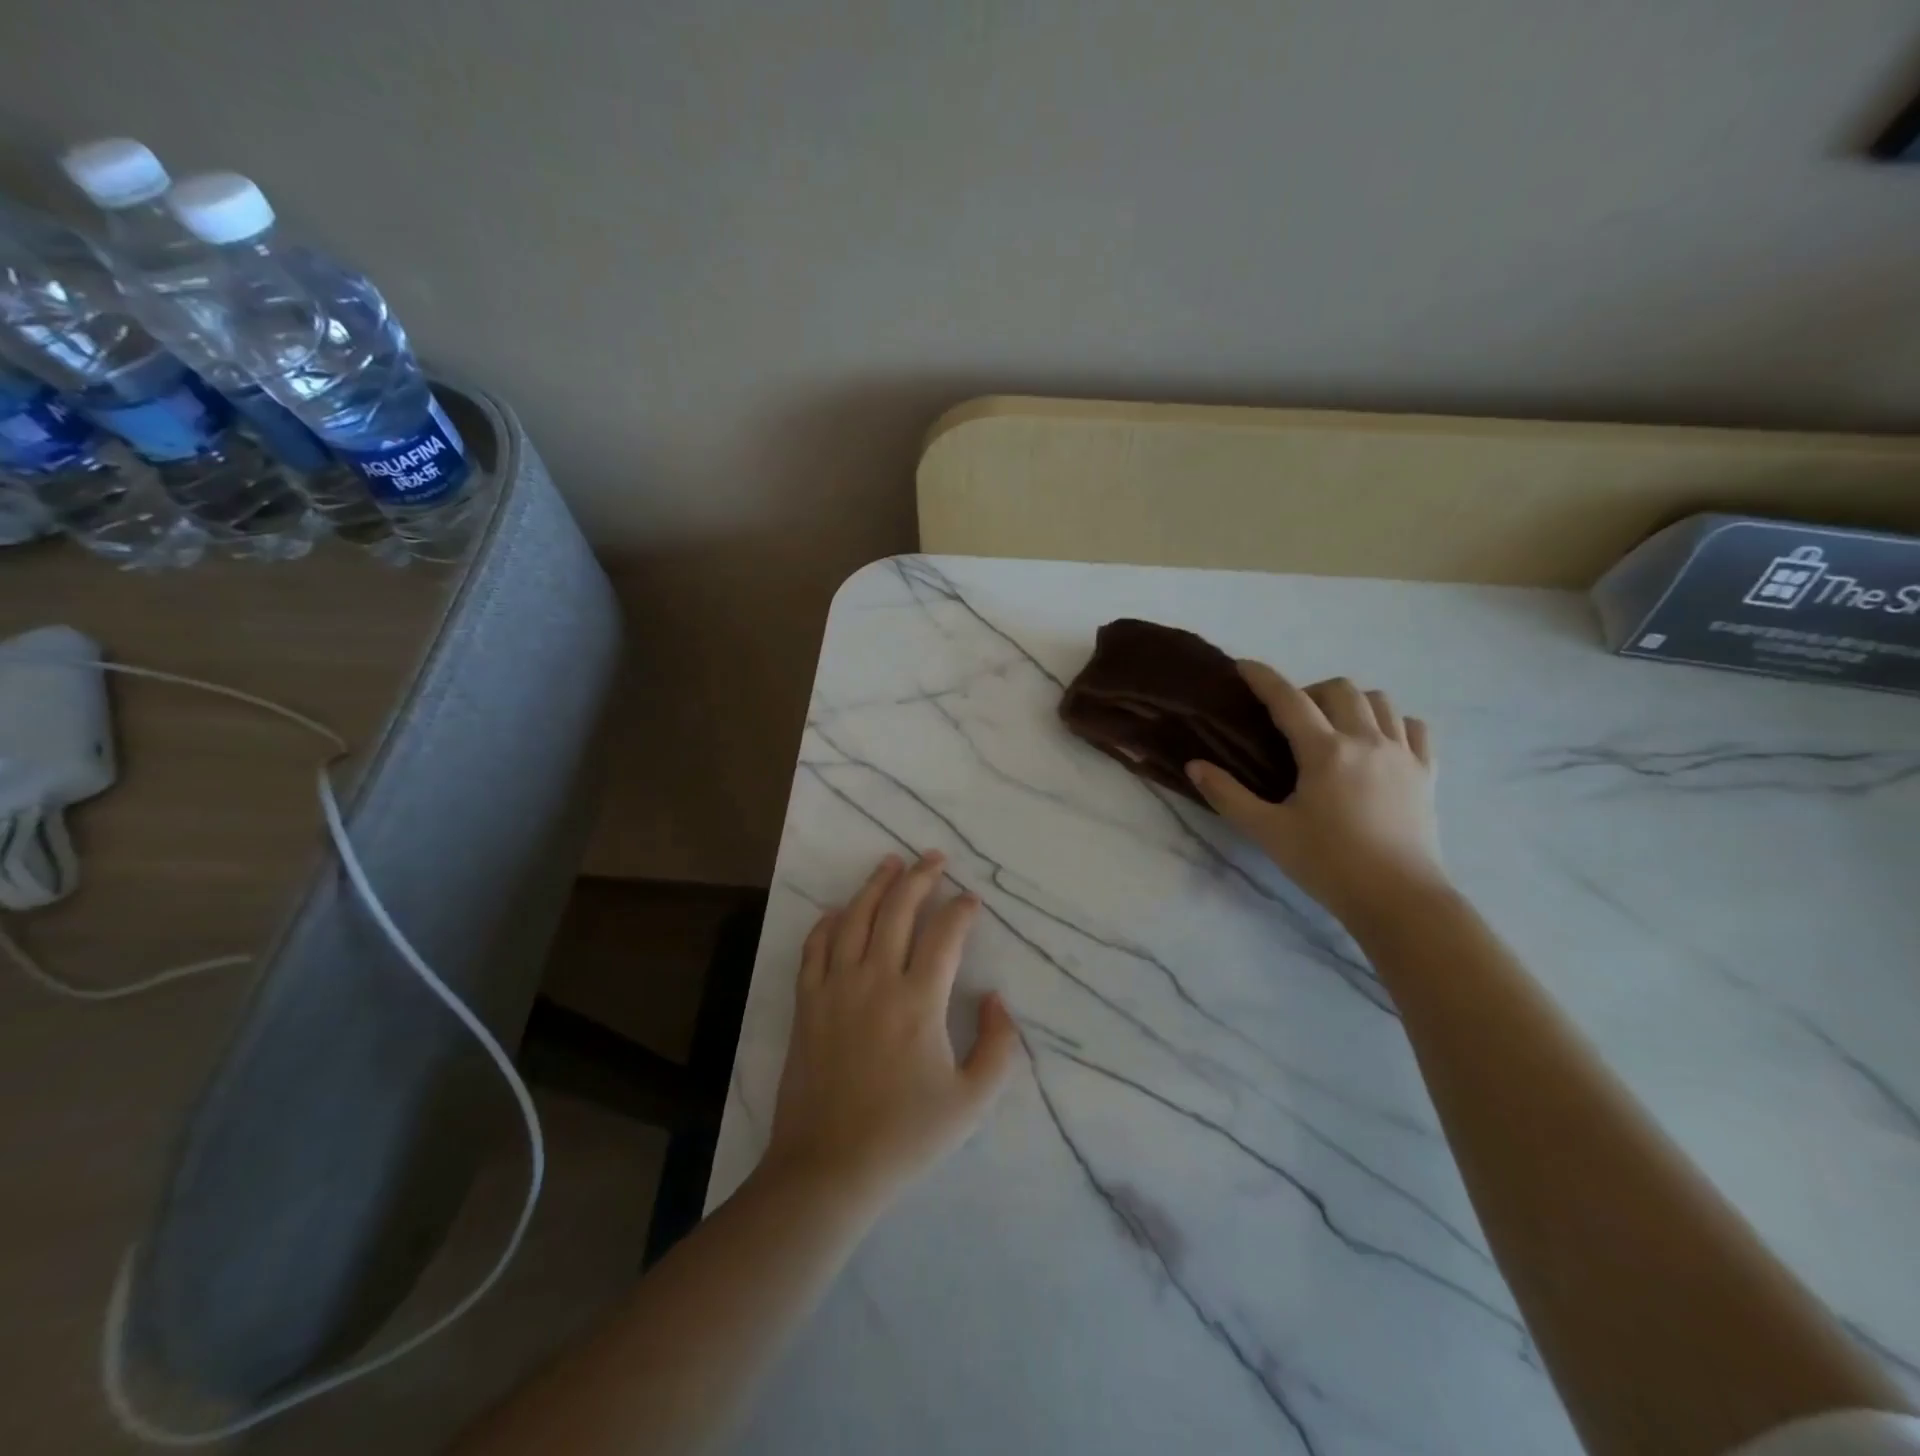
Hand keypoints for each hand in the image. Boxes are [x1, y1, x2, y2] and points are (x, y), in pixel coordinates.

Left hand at [763, 852, 1021, 1212]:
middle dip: (920, 877)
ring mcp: (835, 988)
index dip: (961, 910)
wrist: (828, 1167)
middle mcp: (876, 980)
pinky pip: (815, 948)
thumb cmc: (905, 1135)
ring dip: (875, 885)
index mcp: (919, 1001)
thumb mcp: (972, 1100)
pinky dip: (828, 922)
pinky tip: (838, 911)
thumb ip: (998, 1046)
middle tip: (934, 857)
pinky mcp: (806, 1003)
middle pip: (898, 910)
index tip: (971, 900)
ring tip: (890, 862)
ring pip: (855, 918)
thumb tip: (998, 999)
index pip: (944, 934)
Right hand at [1186, 665, 1448, 930]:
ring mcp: (1402, 754)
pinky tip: (1378, 742)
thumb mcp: (1268, 831)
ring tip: (1333, 727)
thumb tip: (1195, 766)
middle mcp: (1366, 740)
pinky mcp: (1426, 773)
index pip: (1288, 699)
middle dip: (1309, 690)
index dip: (1263, 677)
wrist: (1399, 899)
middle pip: (1339, 689)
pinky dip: (1392, 723)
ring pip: (1379, 701)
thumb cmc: (1328, 864)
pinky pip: (1414, 728)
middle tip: (1290, 718)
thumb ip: (1228, 795)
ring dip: (1351, 702)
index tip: (1244, 666)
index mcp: (1325, 752)